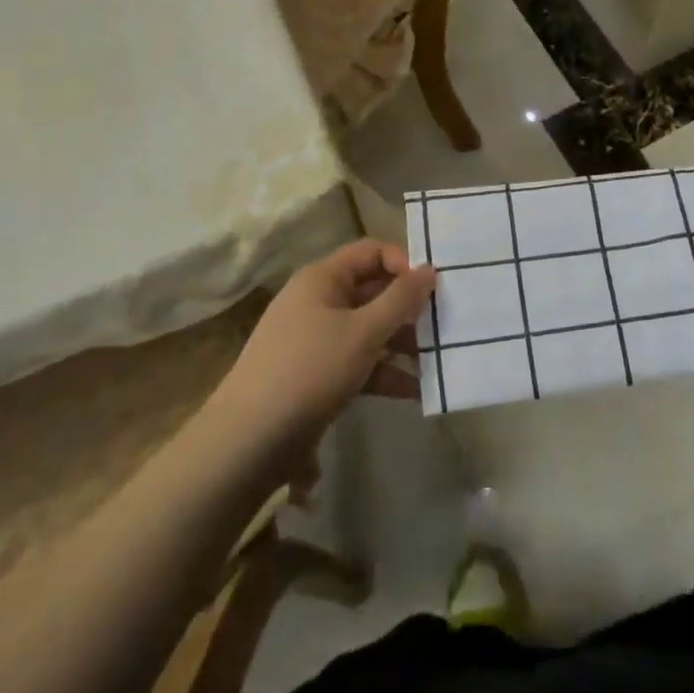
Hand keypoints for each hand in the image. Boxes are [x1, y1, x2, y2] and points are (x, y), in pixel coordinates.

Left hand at [207, 240, 435, 457]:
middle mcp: (318, 300)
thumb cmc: (311, 370)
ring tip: (436, 361)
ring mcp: (315, 338)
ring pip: (368, 329)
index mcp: (323, 278)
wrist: (249, 440)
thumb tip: (431, 269)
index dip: (403, 264)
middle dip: (408, 309)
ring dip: (401, 343)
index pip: (371, 252)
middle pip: (372, 291)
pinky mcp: (316, 373)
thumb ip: (401, 299)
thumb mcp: (363, 332)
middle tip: (444, 325)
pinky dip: (383, 371)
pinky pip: (358, 360)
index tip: (432, 288)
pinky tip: (415, 391)